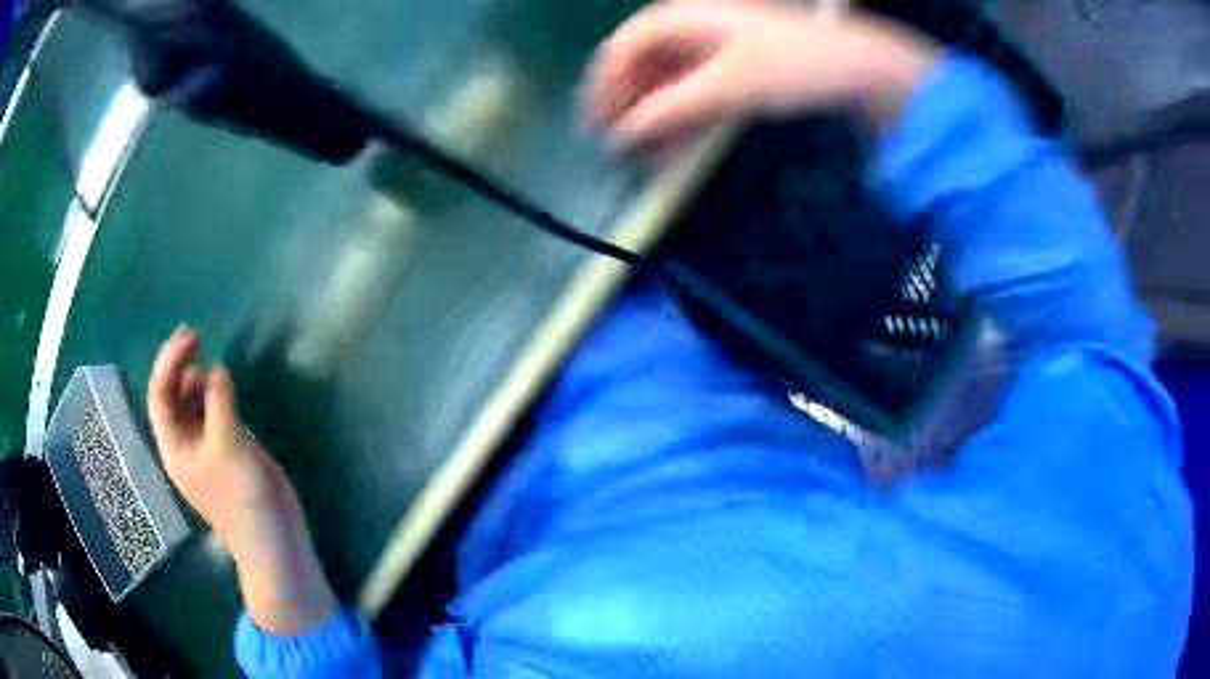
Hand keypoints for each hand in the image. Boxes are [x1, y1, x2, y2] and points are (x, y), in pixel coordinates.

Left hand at [148, 326, 335, 632]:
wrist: (272, 538)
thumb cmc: (241, 496)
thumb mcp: (227, 443)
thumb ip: (218, 401)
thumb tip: (218, 369)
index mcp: (174, 445)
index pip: (160, 394)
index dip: (170, 361)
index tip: (192, 336)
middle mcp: (184, 443)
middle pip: (173, 395)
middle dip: (182, 366)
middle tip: (200, 339)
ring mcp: (206, 447)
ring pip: (192, 403)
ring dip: (200, 380)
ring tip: (217, 371)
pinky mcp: (227, 449)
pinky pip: (213, 412)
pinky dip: (217, 395)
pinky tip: (228, 390)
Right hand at [581, 0, 940, 148]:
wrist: (859, 70)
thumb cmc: (793, 66)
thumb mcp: (727, 86)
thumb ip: (670, 109)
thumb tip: (622, 137)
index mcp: (683, 16)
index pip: (623, 46)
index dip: (603, 85)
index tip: (595, 127)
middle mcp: (692, 25)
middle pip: (642, 62)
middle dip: (627, 104)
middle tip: (619, 147)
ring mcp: (716, 45)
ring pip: (667, 78)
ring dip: (654, 115)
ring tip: (649, 154)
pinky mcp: (737, 66)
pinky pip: (694, 89)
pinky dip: (682, 115)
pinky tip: (680, 143)